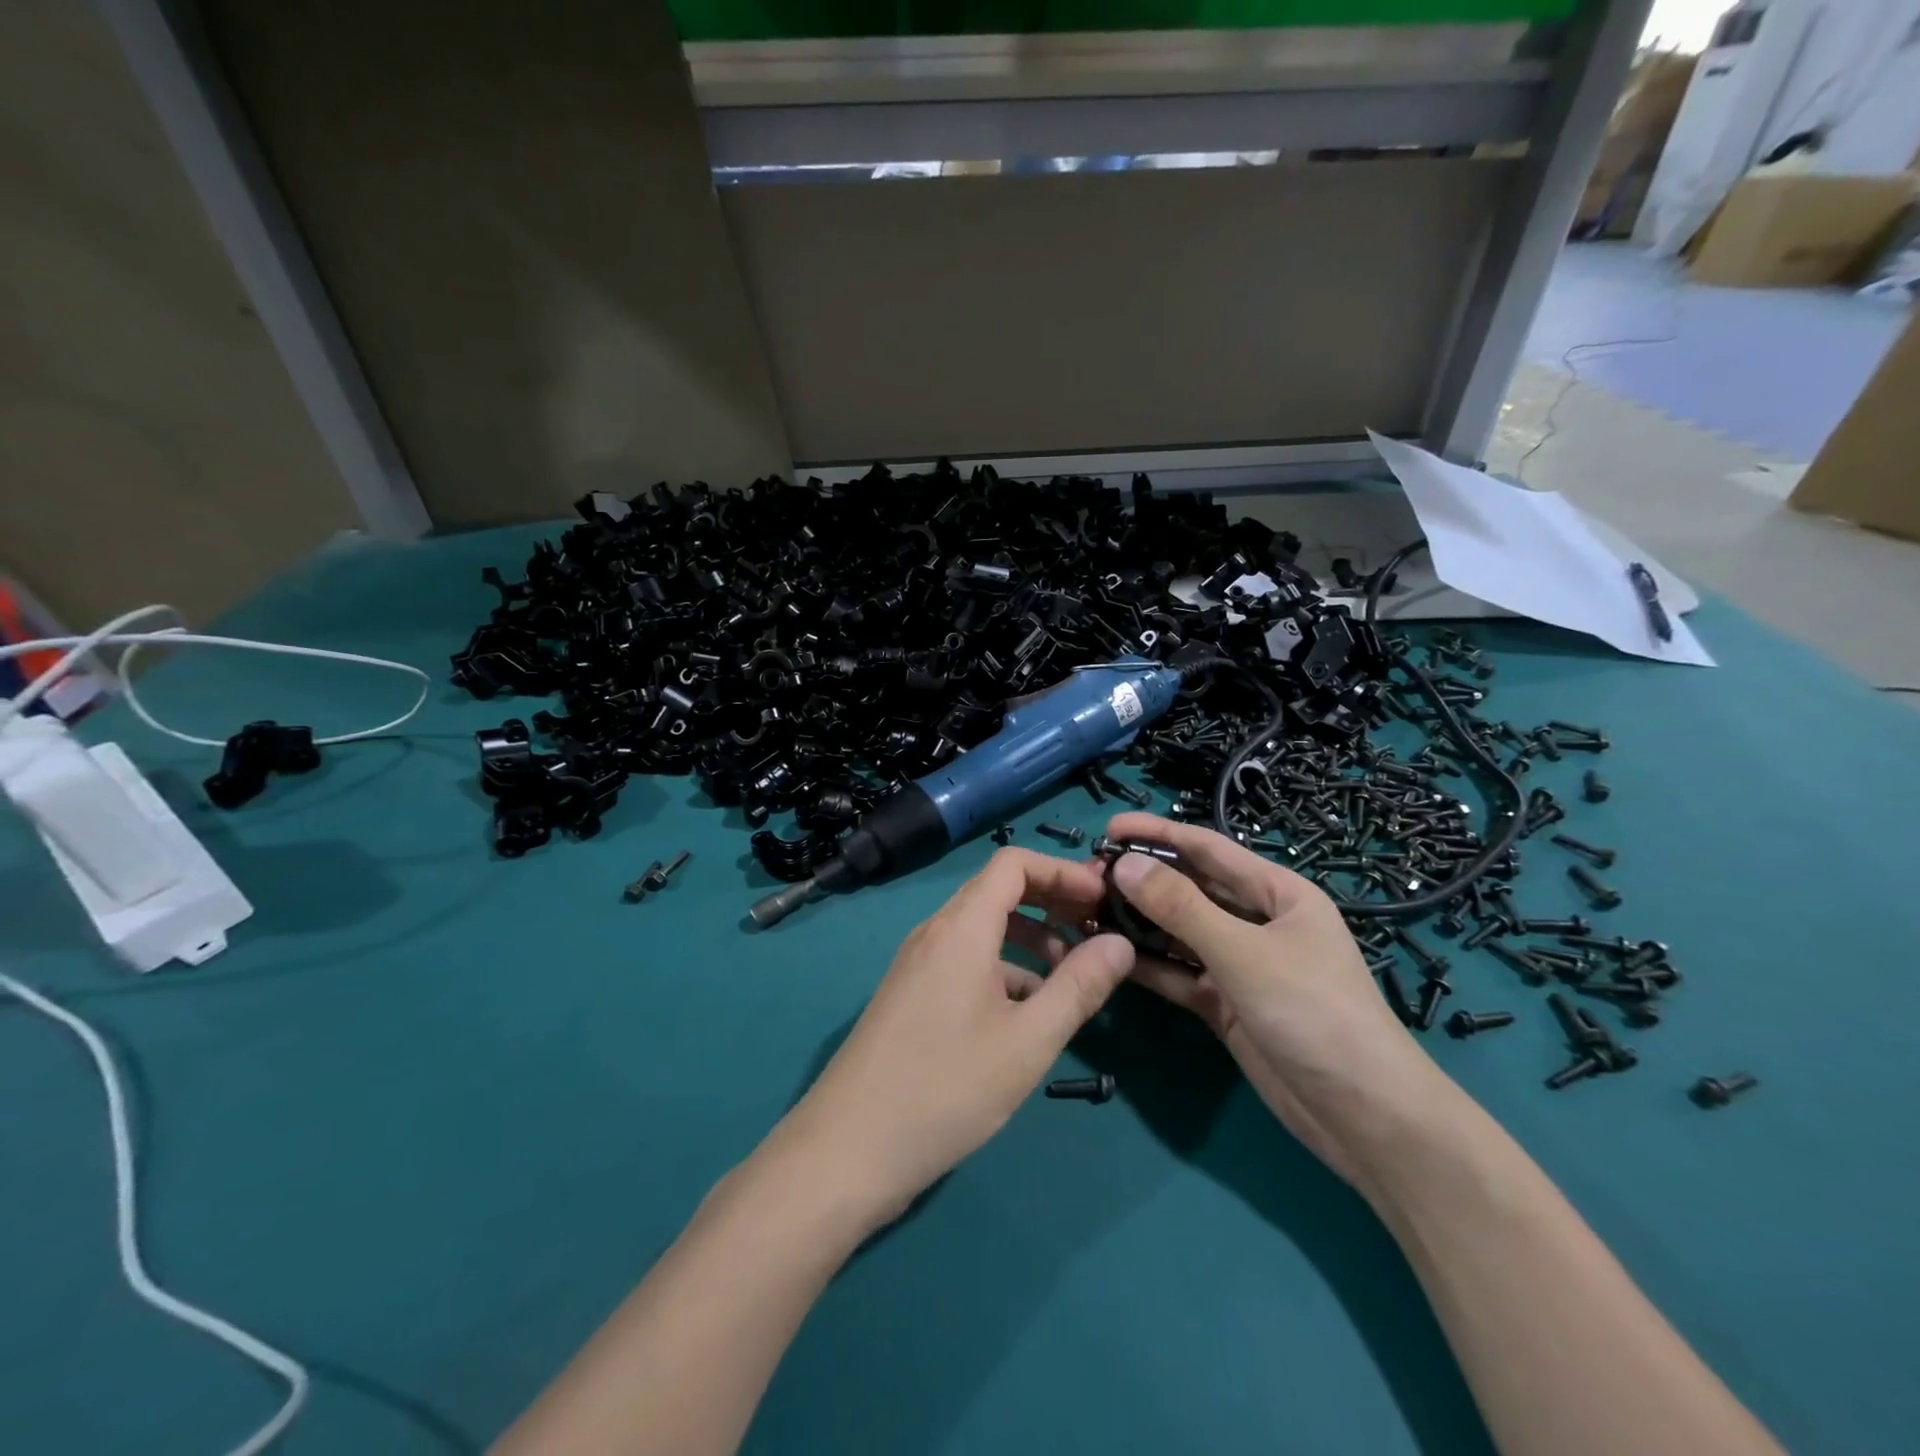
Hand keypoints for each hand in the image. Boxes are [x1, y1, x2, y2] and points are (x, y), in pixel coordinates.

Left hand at [775, 847, 1134, 1225]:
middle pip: (998, 891)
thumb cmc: (945, 1088)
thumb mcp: (1027, 1041)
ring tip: (1072, 974)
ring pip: (982, 928)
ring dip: (1030, 938)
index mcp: (961, 928)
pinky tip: (1029, 1010)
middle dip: (1052, 902)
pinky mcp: (911, 994)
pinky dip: (1003, 967)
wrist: (847, 1149)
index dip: (1062, 871)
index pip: (1013, 864)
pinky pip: (965, 959)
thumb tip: (1120, 943)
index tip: (1103, 899)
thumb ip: (1078, 987)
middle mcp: (935, 933)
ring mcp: (918, 963)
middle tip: (1097, 931)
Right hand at [1101, 813, 1450, 1187]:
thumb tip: (1124, 863)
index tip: (1109, 828)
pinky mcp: (1226, 1005)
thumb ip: (1181, 908)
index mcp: (1278, 893)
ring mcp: (1241, 966)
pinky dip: (1149, 965)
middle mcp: (1258, 922)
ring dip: (1139, 923)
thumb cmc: (1315, 1013)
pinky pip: (1180, 974)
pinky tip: (1109, 956)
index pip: (1208, 849)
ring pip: (1180, 933)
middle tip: (1088, 876)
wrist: (1365, 1118)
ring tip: (1087, 912)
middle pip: (1191, 889)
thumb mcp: (1244, 953)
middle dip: (1143, 880)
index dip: (1159, 835)